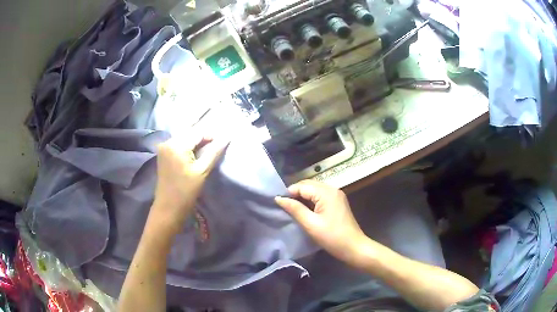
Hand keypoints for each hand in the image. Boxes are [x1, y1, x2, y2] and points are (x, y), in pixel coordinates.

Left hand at [151, 134, 228, 232]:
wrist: (168, 208)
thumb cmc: (186, 192)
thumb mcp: (202, 171)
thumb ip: (214, 152)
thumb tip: (227, 137)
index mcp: (176, 145)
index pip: (197, 133)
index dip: (211, 136)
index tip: (221, 144)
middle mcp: (167, 142)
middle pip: (189, 133)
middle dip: (202, 138)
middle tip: (214, 148)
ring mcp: (163, 147)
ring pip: (183, 138)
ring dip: (195, 142)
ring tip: (205, 151)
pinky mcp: (163, 153)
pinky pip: (177, 144)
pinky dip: (187, 147)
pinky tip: (194, 154)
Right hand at [275, 180, 366, 263]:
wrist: (353, 247)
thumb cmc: (332, 237)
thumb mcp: (310, 224)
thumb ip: (295, 209)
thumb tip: (278, 198)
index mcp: (326, 192)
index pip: (302, 186)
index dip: (289, 193)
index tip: (278, 204)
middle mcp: (332, 189)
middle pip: (308, 185)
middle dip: (295, 193)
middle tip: (283, 206)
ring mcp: (336, 195)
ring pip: (314, 190)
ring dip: (302, 197)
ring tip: (291, 209)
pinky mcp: (337, 202)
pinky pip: (320, 196)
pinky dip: (310, 200)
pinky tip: (304, 210)